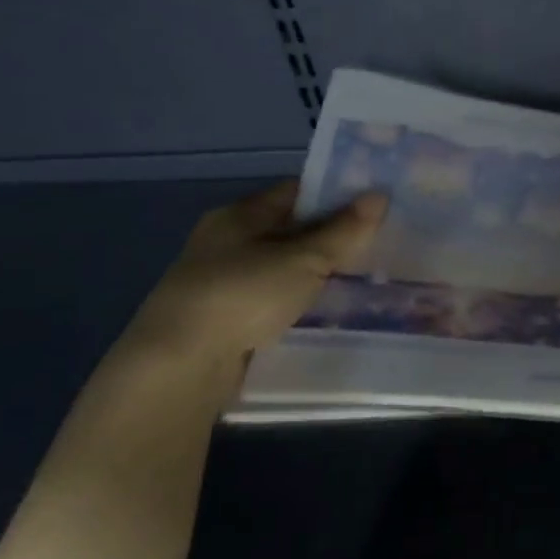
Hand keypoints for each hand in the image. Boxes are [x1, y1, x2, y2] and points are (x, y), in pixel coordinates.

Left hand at [117, 182, 384, 384]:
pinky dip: (298, 301)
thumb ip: (343, 230)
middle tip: (377, 242)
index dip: (335, 194)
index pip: (295, 192)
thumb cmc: (243, 295)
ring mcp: (222, 283)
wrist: (180, 367)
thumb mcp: (304, 259)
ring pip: (281, 268)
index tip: (374, 204)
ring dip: (315, 273)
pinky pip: (272, 300)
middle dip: (330, 237)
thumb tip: (380, 195)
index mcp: (239, 215)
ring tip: (362, 278)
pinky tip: (326, 311)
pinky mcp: (224, 321)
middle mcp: (226, 242)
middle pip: (289, 230)